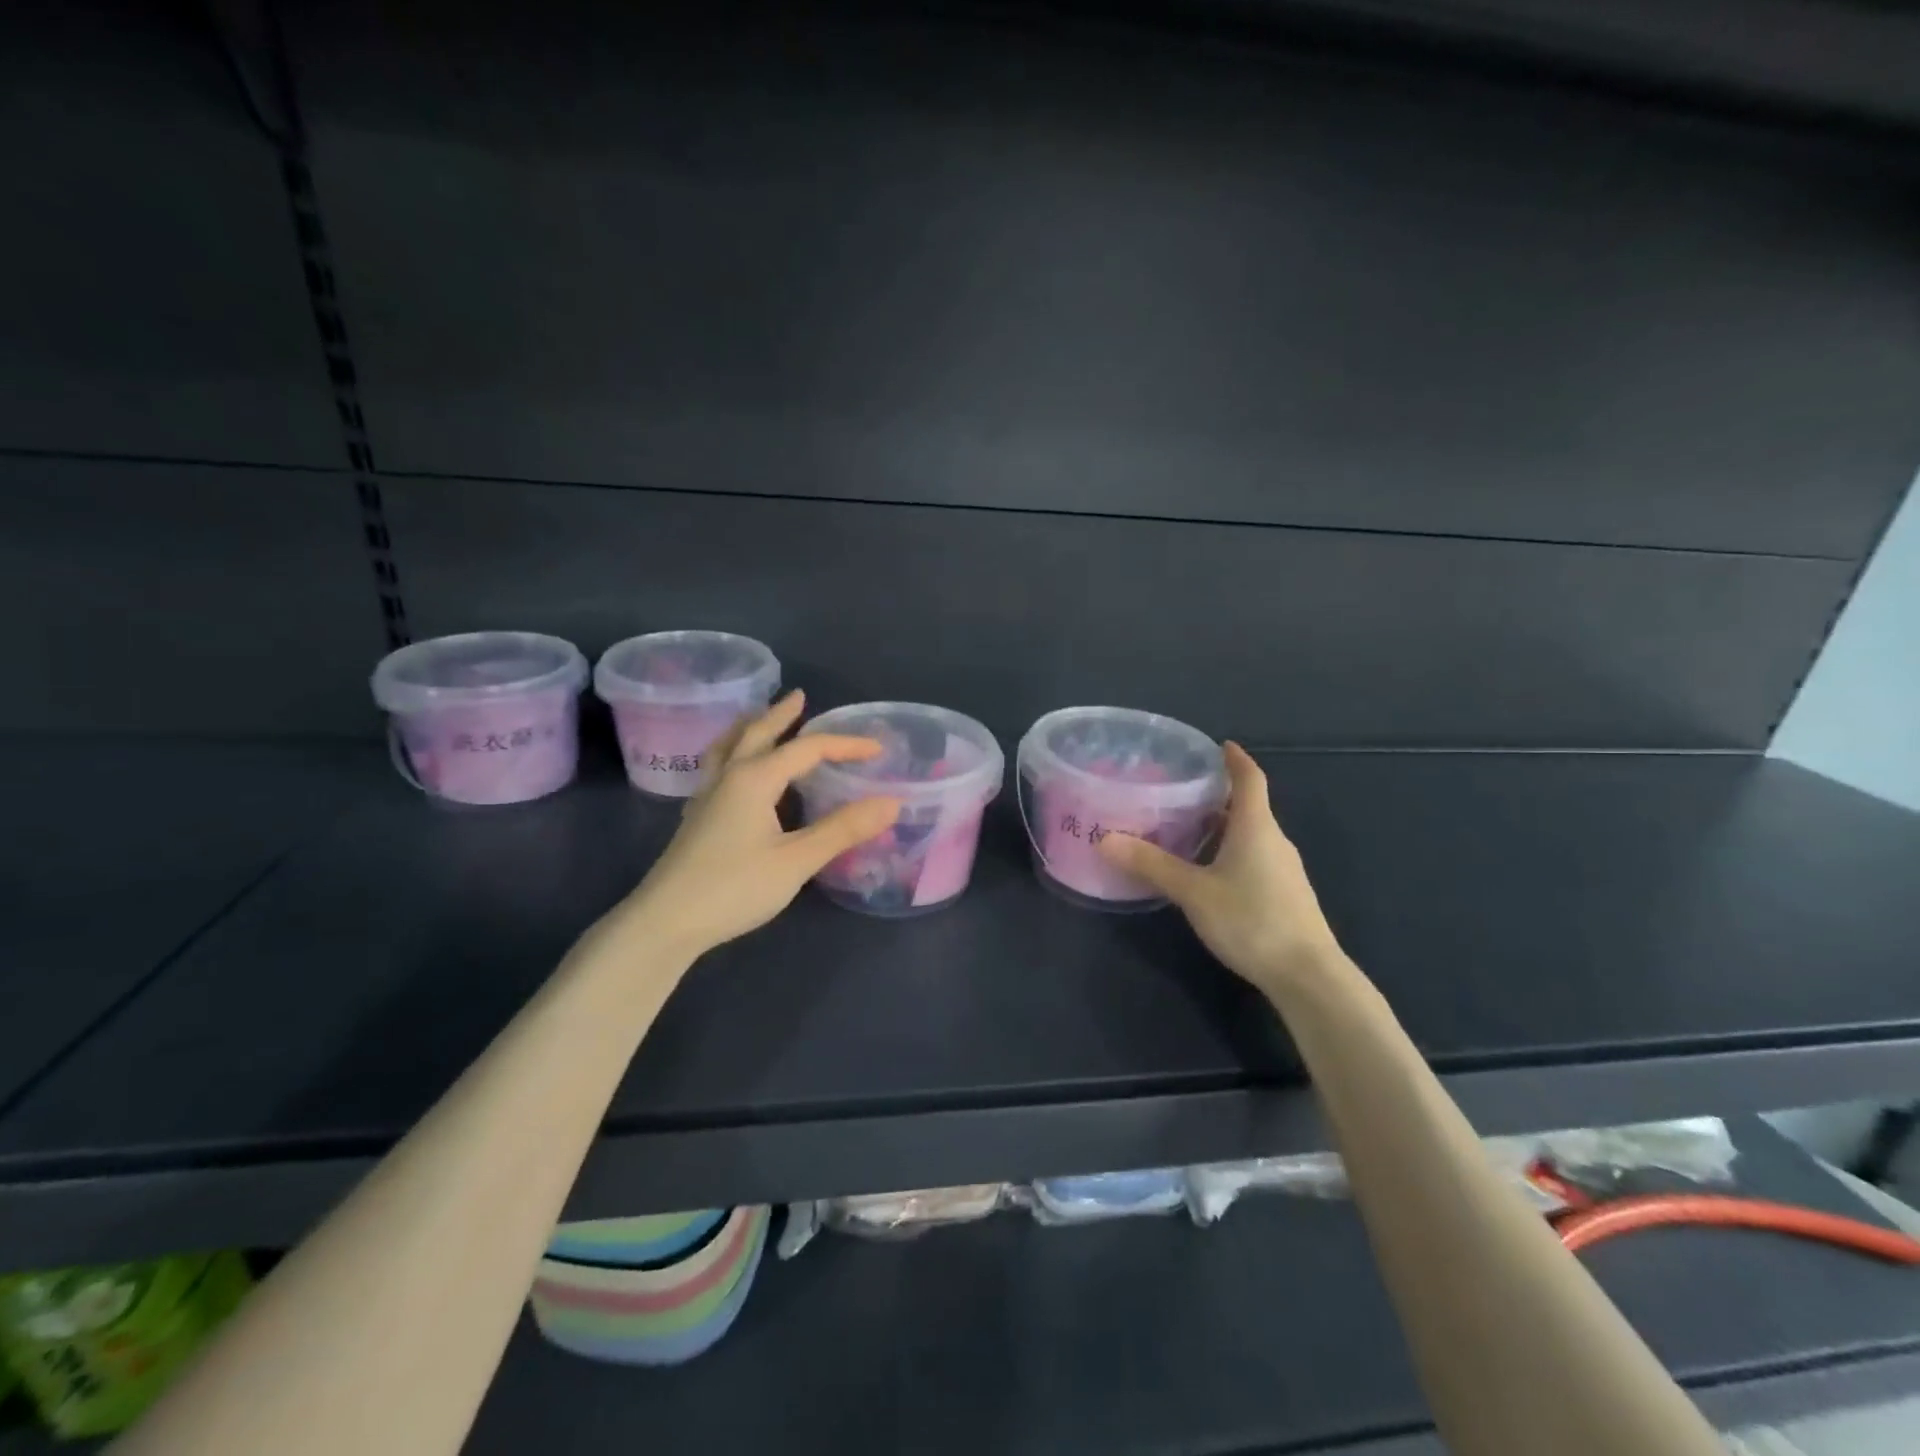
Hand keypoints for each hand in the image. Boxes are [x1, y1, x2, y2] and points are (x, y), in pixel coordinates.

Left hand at [616, 691, 899, 960]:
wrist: (666, 922)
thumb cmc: (735, 887)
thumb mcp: (797, 860)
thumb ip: (843, 830)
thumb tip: (891, 802)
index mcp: (755, 778)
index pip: (807, 749)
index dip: (845, 745)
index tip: (877, 749)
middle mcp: (729, 777)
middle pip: (757, 733)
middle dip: (782, 714)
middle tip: (799, 697)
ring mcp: (707, 796)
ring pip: (728, 746)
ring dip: (749, 727)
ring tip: (758, 717)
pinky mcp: (696, 818)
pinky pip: (716, 768)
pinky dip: (731, 753)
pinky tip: (733, 771)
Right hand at [1097, 742, 1345, 994]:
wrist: (1308, 975)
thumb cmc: (1251, 920)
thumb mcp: (1194, 891)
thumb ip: (1151, 865)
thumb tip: (1105, 839)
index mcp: (1255, 827)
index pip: (1249, 778)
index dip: (1236, 759)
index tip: (1219, 745)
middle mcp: (1274, 840)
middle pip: (1247, 806)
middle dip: (1217, 796)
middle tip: (1179, 791)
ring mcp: (1283, 870)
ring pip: (1250, 835)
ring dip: (1222, 827)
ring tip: (1185, 829)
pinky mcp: (1285, 895)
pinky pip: (1254, 858)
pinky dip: (1230, 852)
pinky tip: (1208, 871)